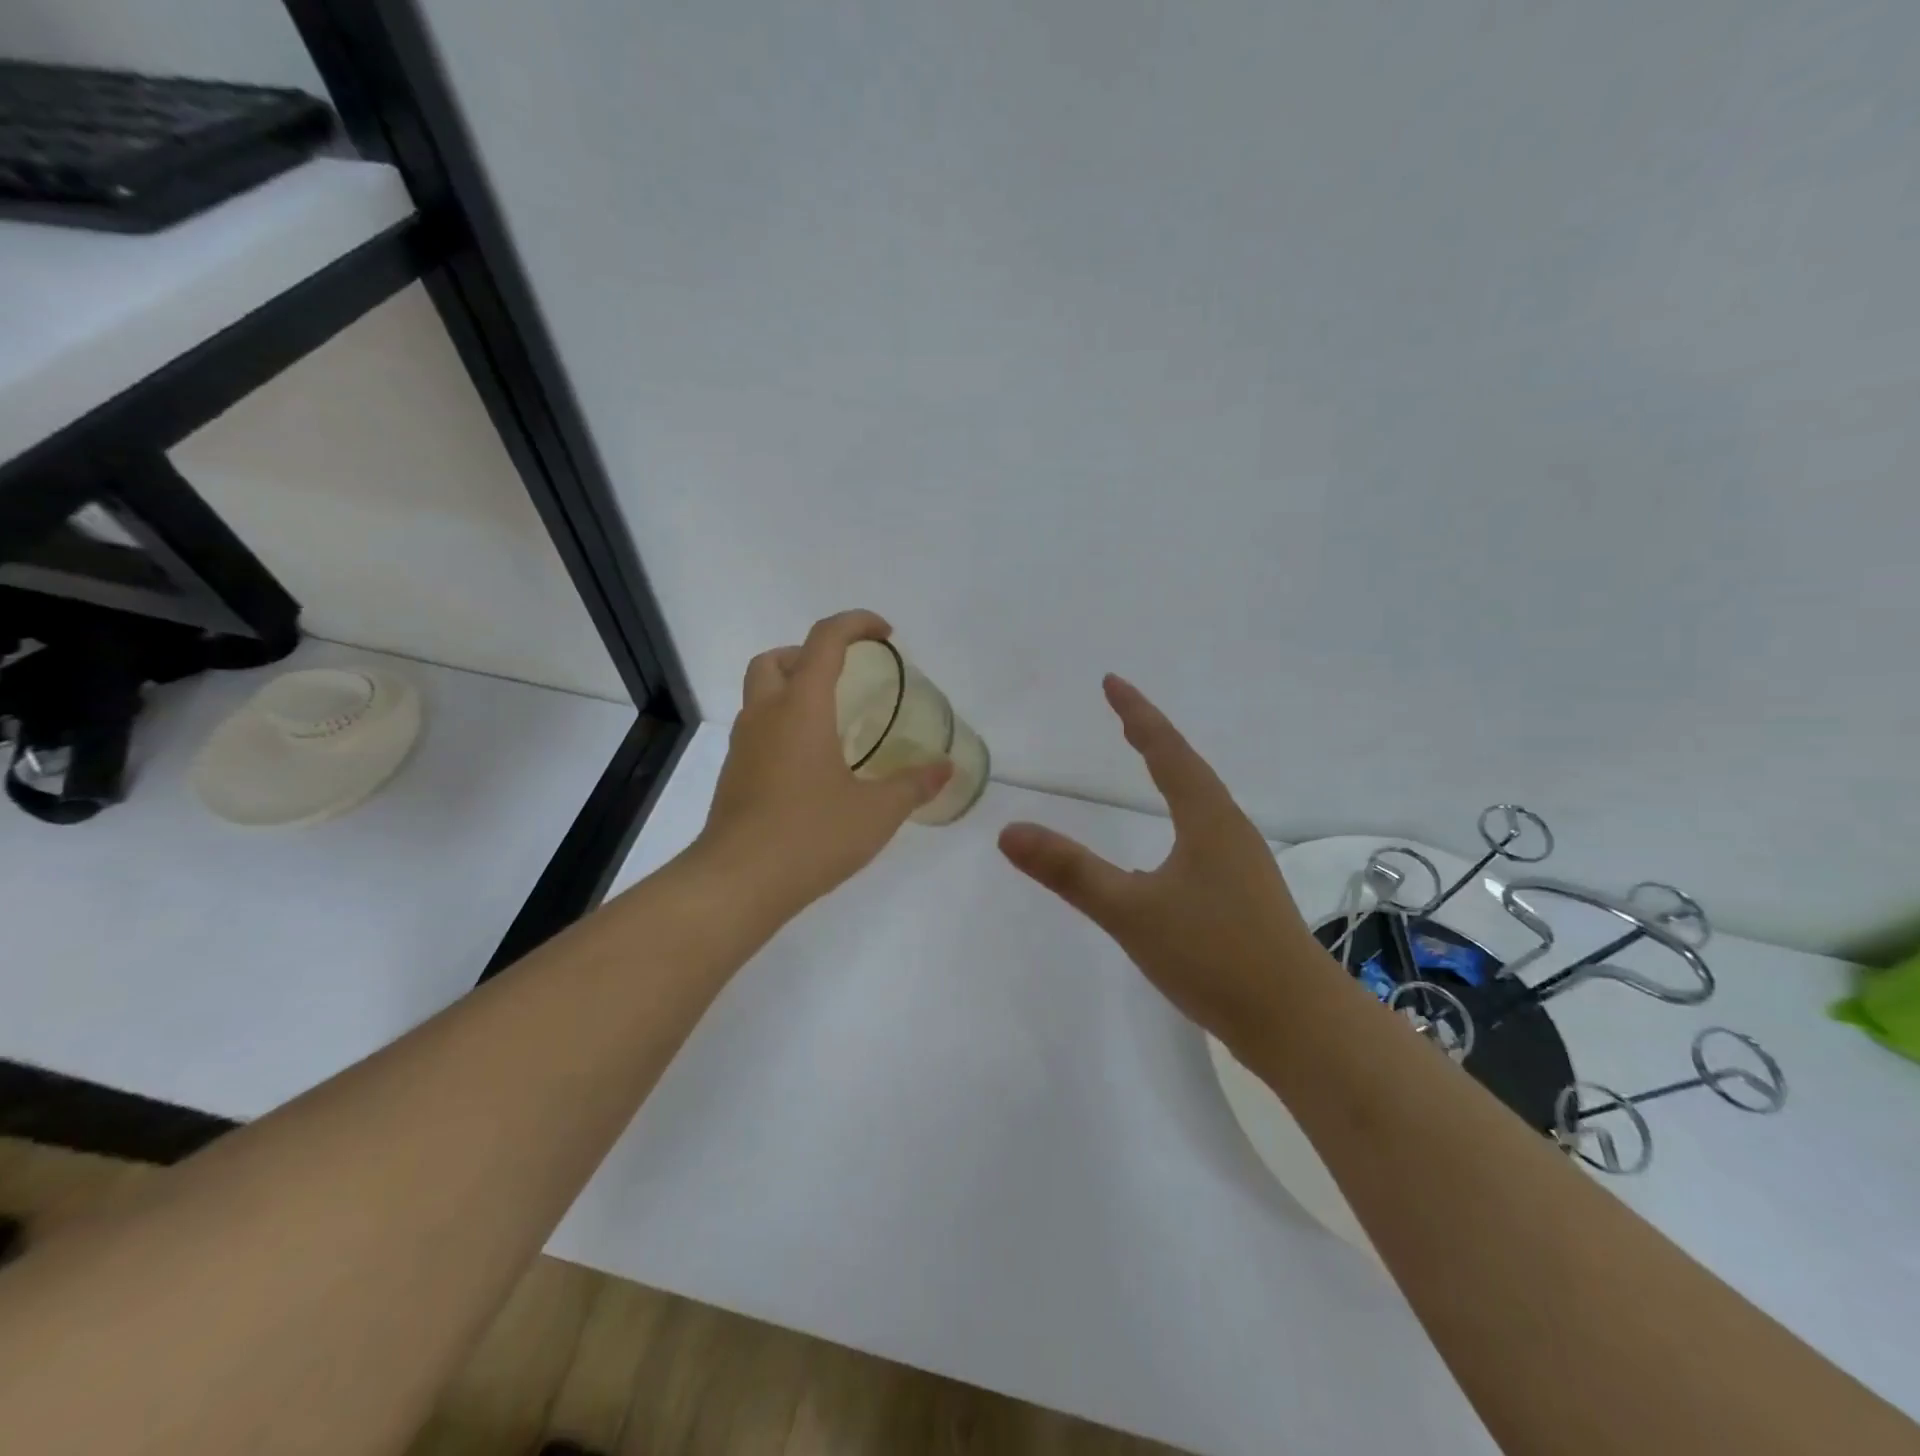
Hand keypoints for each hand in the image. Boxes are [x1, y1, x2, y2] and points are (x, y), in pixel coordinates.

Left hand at [695, 610, 951, 921]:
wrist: (737, 883)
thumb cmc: (811, 835)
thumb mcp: (876, 812)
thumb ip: (913, 784)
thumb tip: (945, 767)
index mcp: (801, 708)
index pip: (825, 640)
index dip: (856, 624)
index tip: (885, 634)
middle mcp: (765, 716)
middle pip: (776, 659)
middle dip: (810, 654)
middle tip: (845, 677)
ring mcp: (743, 746)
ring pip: (760, 694)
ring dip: (792, 689)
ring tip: (832, 721)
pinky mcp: (734, 775)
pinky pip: (757, 730)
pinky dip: (783, 725)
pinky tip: (811, 765)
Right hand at [998, 676, 1327, 1050]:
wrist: (1298, 1024)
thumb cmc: (1215, 956)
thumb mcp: (1131, 911)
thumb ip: (1070, 871)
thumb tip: (1009, 831)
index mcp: (1207, 819)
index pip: (1166, 750)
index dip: (1137, 714)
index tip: (1112, 682)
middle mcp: (1228, 831)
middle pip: (1188, 768)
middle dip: (1153, 738)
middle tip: (1123, 716)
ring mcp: (1242, 865)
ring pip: (1200, 803)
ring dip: (1171, 774)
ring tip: (1147, 763)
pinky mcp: (1244, 896)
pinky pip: (1204, 834)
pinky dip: (1179, 815)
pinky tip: (1170, 848)